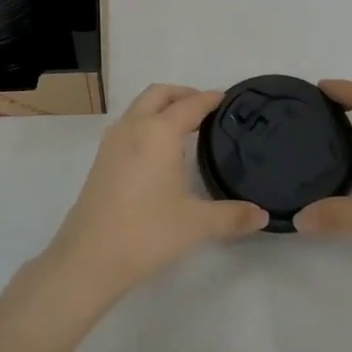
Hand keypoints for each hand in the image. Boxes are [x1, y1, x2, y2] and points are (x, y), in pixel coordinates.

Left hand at [39, 84, 267, 307]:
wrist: (89, 257)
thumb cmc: (147, 232)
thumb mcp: (196, 224)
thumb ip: (232, 216)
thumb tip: (262, 215)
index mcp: (158, 133)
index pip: (189, 105)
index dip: (209, 99)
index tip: (226, 98)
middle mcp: (133, 128)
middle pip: (158, 95)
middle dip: (182, 94)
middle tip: (205, 108)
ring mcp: (112, 143)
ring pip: (139, 108)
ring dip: (161, 107)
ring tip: (185, 128)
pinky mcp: (101, 161)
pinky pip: (128, 126)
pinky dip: (146, 124)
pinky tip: (159, 152)